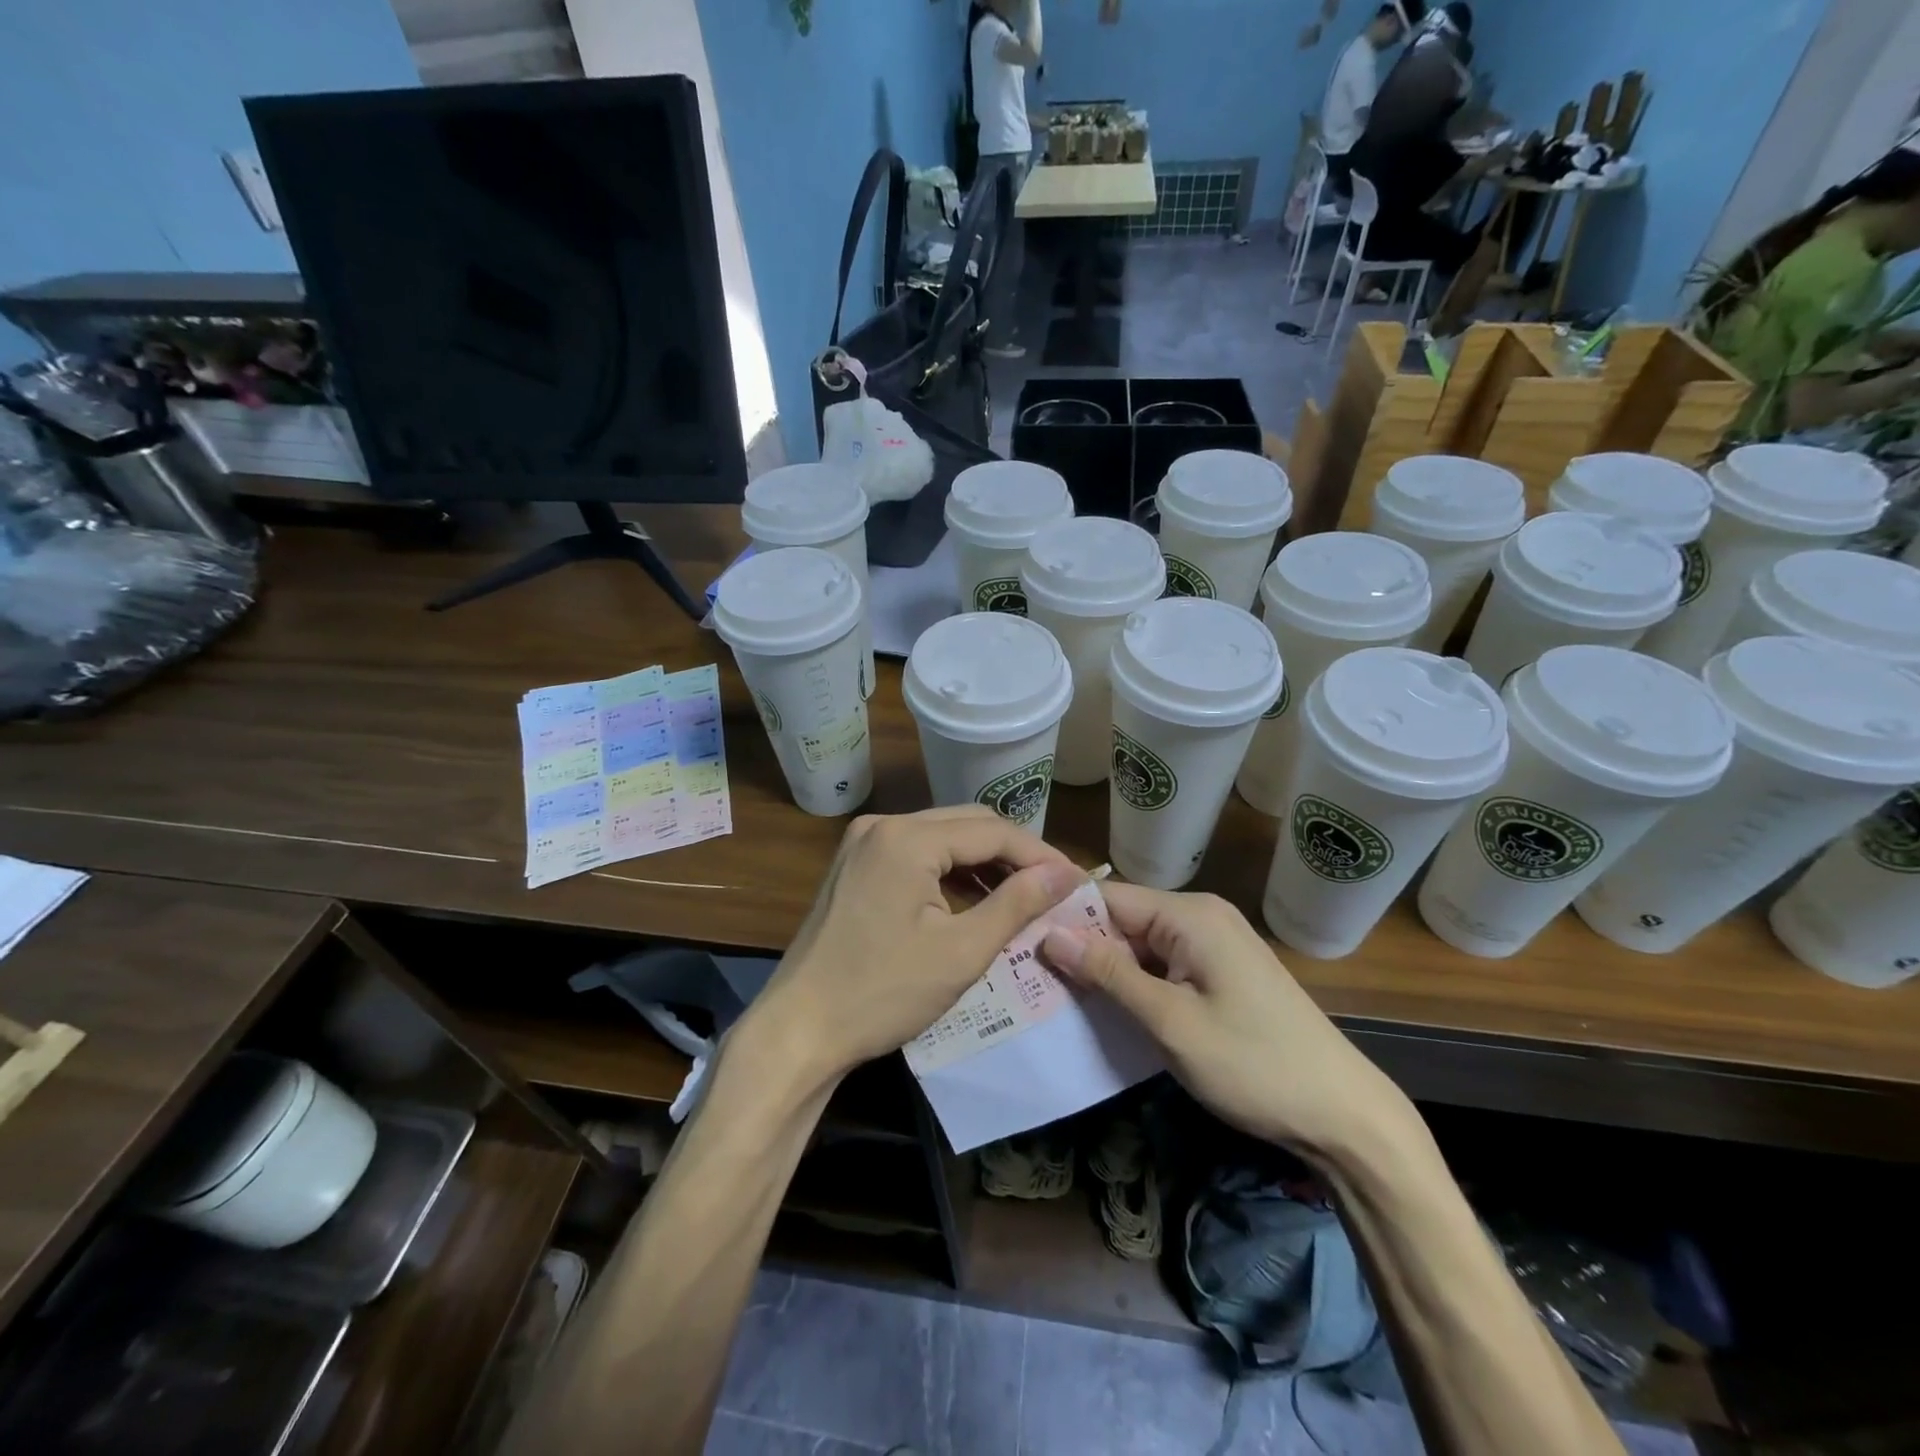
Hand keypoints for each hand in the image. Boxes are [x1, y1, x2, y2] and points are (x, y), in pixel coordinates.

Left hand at [747, 808, 1083, 1086]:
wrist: (799, 1029)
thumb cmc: (882, 994)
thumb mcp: (961, 952)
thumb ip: (1016, 904)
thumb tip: (1065, 874)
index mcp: (906, 837)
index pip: (991, 831)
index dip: (1039, 854)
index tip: (1075, 882)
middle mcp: (882, 825)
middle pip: (966, 825)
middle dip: (1013, 854)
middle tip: (1053, 888)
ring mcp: (863, 843)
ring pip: (941, 838)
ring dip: (982, 862)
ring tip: (1023, 895)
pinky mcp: (855, 865)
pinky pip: (916, 854)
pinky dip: (950, 872)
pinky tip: (974, 898)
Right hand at [1042, 885, 1406, 1160]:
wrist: (1344, 1116)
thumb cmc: (1253, 1065)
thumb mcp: (1170, 1022)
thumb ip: (1108, 974)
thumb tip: (1050, 934)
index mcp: (1190, 915)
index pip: (1107, 898)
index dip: (1063, 920)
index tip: (1019, 946)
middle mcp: (1202, 916)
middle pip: (1123, 920)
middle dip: (1082, 948)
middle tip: (1030, 979)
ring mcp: (1215, 944)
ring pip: (1141, 945)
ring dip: (1106, 970)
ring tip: (1055, 995)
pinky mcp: (1222, 971)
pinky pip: (1164, 965)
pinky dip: (1135, 984)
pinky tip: (1106, 1008)